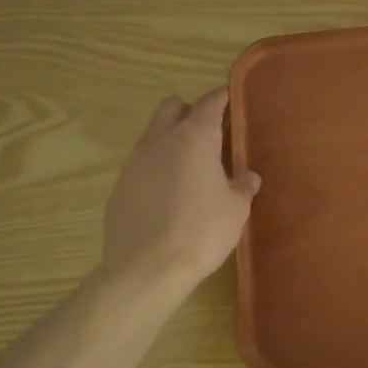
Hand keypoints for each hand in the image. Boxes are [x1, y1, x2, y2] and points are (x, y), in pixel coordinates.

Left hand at [100, 88, 259, 290]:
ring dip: (170, 140)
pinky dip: (155, 169)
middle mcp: (161, 139)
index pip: (210, 101)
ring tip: (189, 169)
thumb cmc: (201, 232)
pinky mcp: (119, 186)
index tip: (231, 99)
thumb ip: (243, 187)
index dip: (222, 97)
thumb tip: (248, 177)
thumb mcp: (236, 210)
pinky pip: (141, 165)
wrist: (146, 269)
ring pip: (153, 134)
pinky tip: (167, 196)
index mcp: (195, 137)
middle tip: (209, 134)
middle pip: (172, 107)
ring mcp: (135, 162)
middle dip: (189, 112)